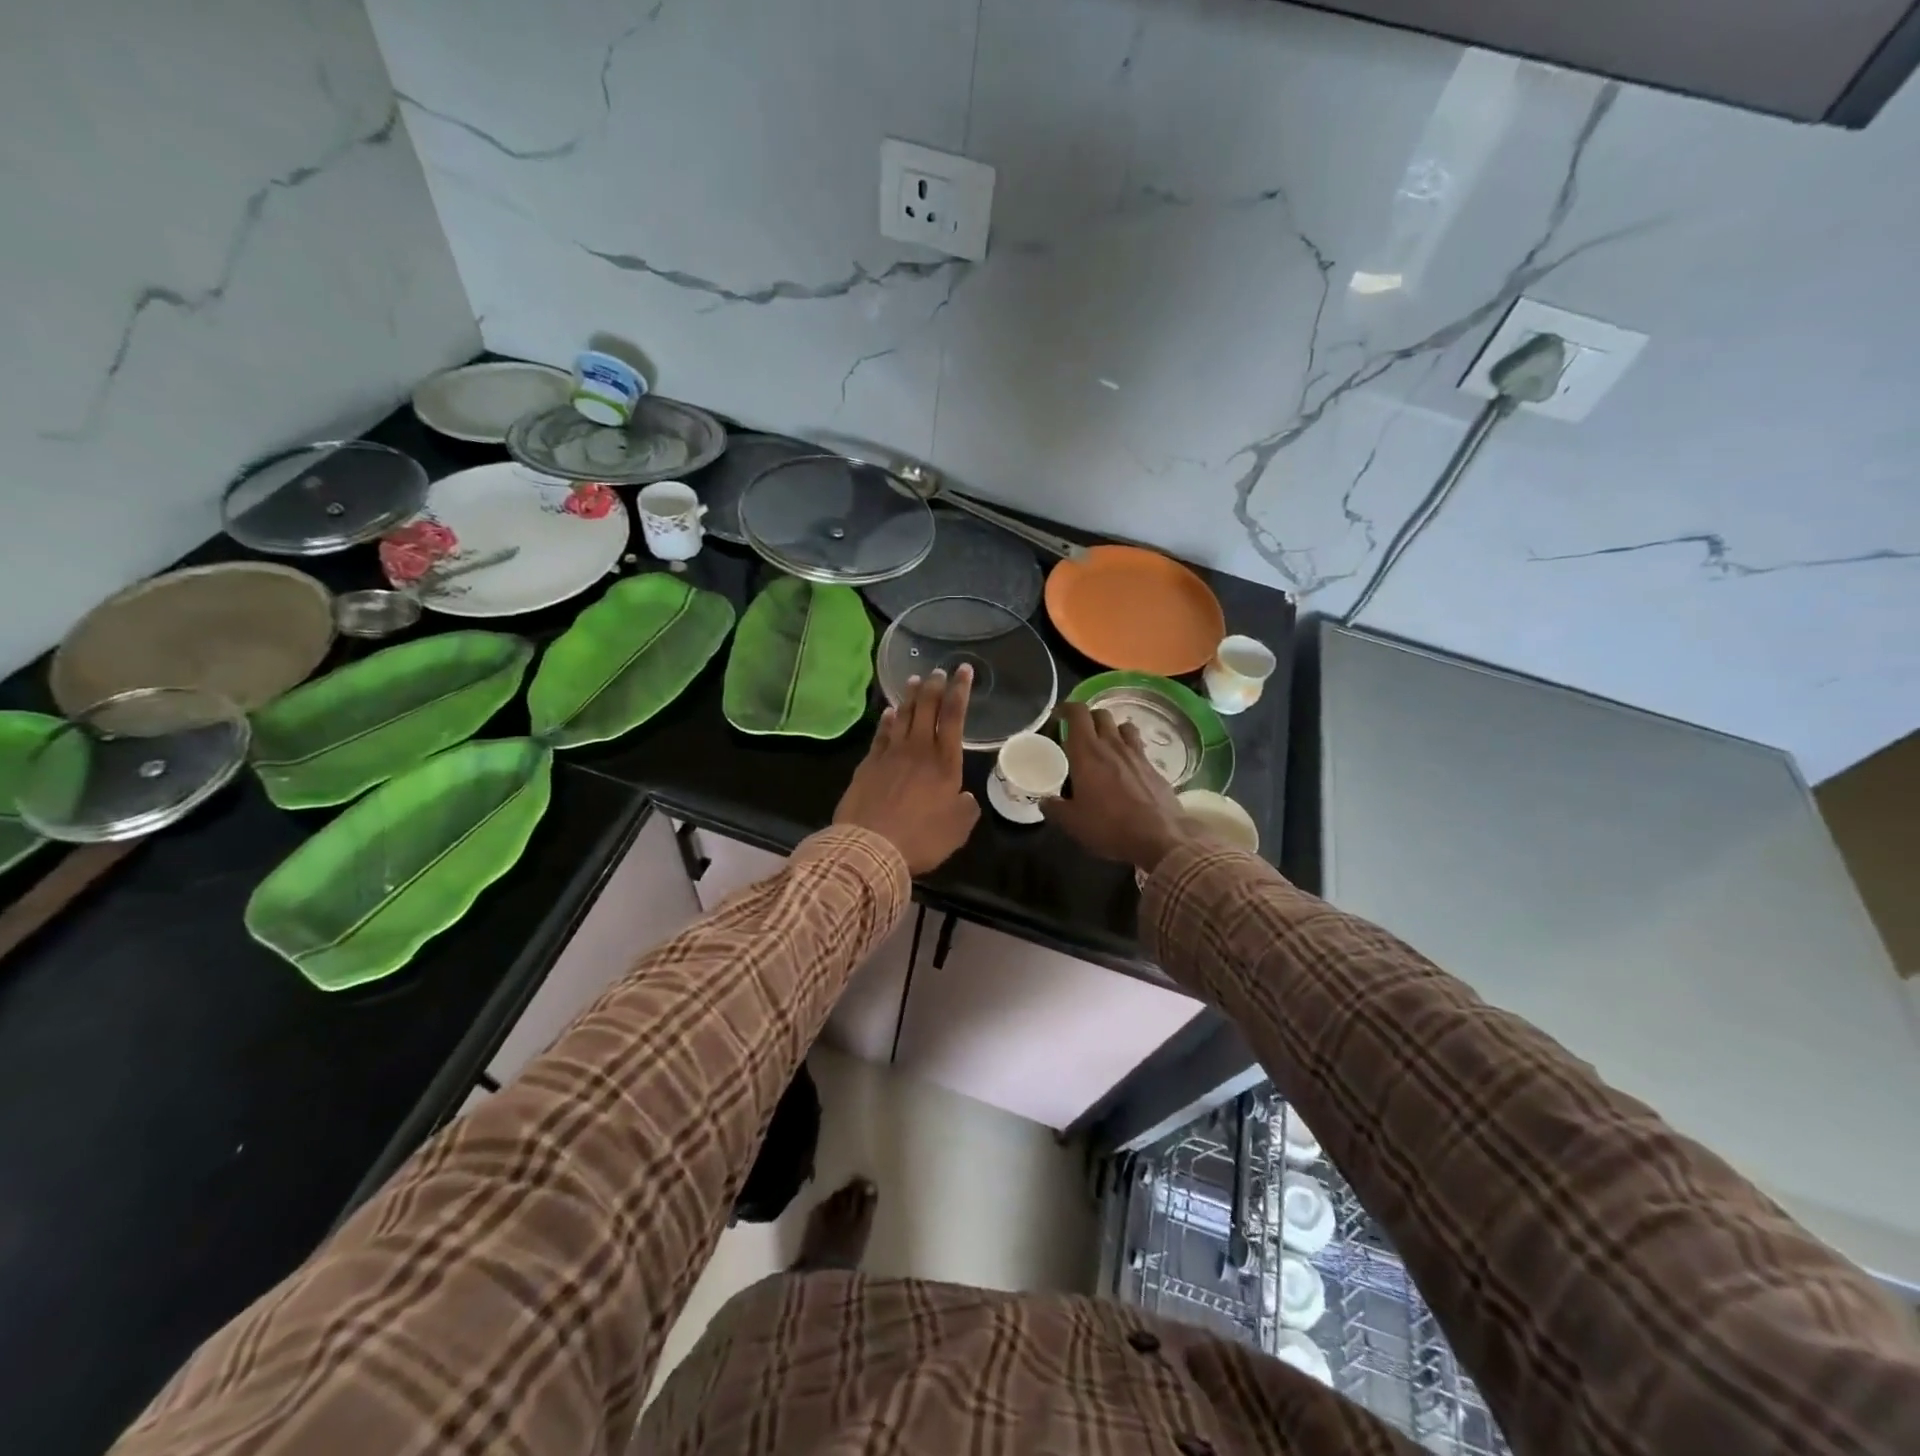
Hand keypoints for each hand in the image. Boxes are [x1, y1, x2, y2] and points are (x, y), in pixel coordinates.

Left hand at [834, 667, 980, 873]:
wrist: (871, 847)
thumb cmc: (921, 838)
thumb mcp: (957, 829)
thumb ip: (965, 809)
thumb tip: (964, 797)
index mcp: (945, 763)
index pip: (954, 717)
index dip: (960, 691)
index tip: (963, 670)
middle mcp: (918, 751)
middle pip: (927, 709)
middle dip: (934, 687)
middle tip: (938, 671)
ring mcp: (890, 755)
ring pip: (903, 717)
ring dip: (910, 697)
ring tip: (915, 681)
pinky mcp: (868, 765)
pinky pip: (881, 735)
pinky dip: (887, 720)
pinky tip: (890, 712)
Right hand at [1041, 703, 1190, 873]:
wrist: (1161, 838)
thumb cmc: (1110, 826)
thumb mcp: (1073, 823)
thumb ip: (1055, 808)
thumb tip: (1045, 802)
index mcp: (1087, 752)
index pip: (1077, 713)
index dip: (1066, 708)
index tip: (1057, 716)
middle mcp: (1112, 745)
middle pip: (1101, 714)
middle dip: (1088, 718)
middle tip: (1078, 734)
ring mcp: (1137, 755)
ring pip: (1123, 726)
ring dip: (1112, 730)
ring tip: (1104, 746)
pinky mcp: (1154, 768)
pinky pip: (1139, 748)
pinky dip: (1129, 750)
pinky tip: (1125, 769)